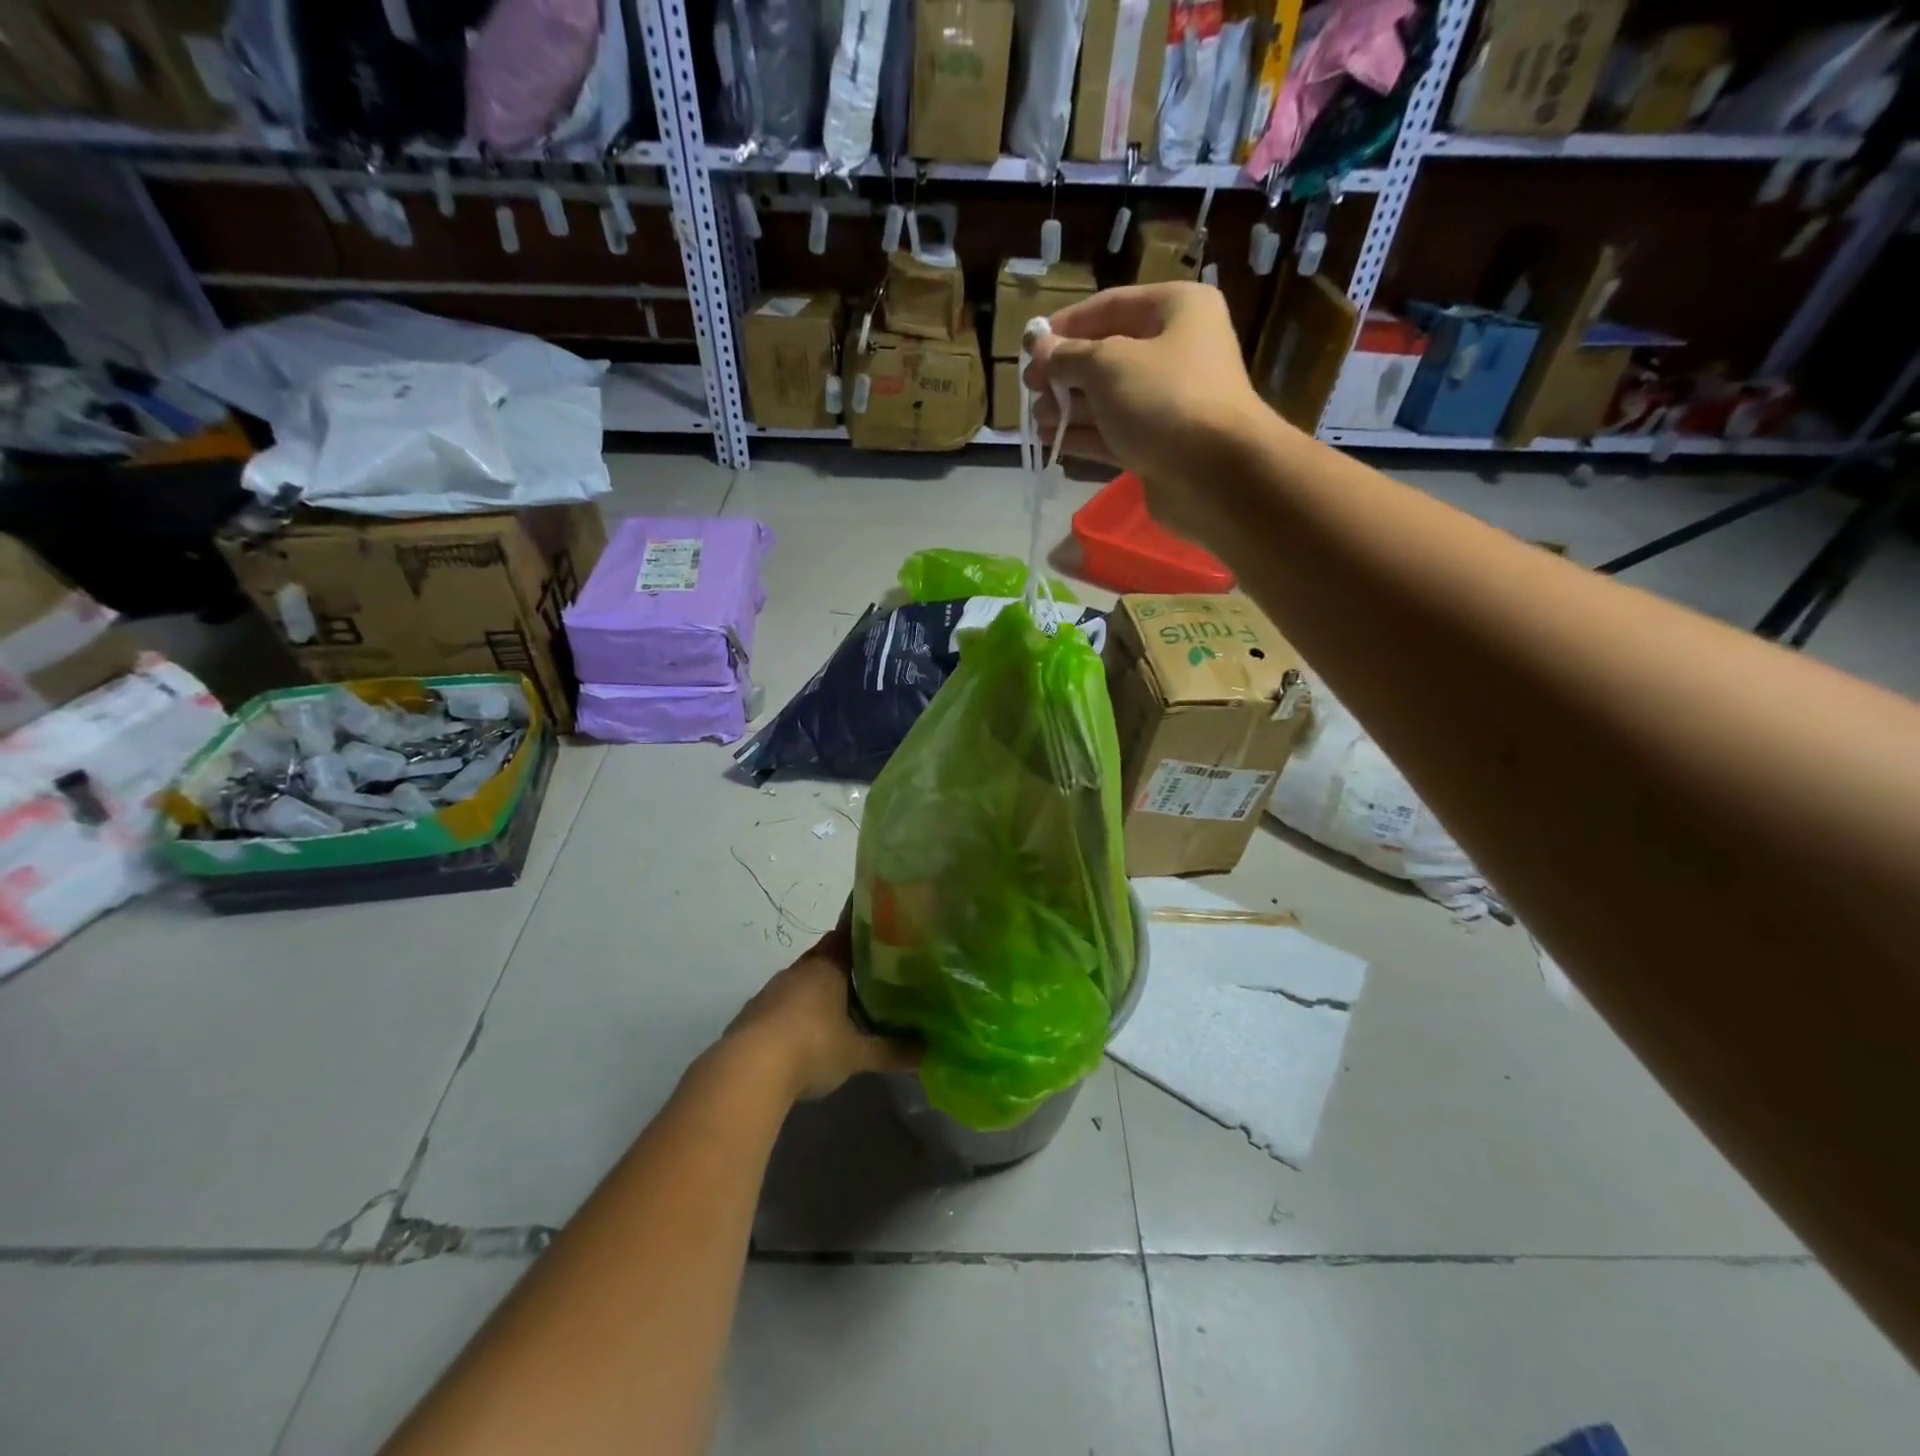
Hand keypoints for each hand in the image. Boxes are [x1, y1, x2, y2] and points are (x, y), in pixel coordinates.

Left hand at [724, 917, 919, 1102]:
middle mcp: (799, 970)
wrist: (748, 1071)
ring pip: (803, 981)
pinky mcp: (753, 1014)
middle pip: (826, 956)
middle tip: (871, 972)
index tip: (878, 919)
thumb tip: (928, 1053)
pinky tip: (810, 1031)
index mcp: (827, 966)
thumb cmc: (812, 1047)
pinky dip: (799, 1011)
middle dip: (845, 963)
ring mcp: (772, 990)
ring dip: (820, 989)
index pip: (848, 932)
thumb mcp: (857, 1054)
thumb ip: (891, 1051)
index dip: (863, 926)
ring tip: (844, 1003)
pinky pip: (783, 1004)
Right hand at [1024, 283, 1275, 540]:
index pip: (1109, 306)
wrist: (1216, 474)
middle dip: (1065, 373)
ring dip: (1070, 407)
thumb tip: (1039, 349)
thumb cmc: (1164, 400)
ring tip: (1037, 420)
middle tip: (1030, 390)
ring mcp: (1170, 402)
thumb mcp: (1107, 365)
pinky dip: (1085, 435)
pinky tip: (1053, 440)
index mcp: (1176, 309)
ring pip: (1109, 398)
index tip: (1029, 347)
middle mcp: (1177, 350)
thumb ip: (1067, 356)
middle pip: (1108, 354)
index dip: (1065, 326)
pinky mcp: (1161, 445)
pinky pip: (1116, 433)